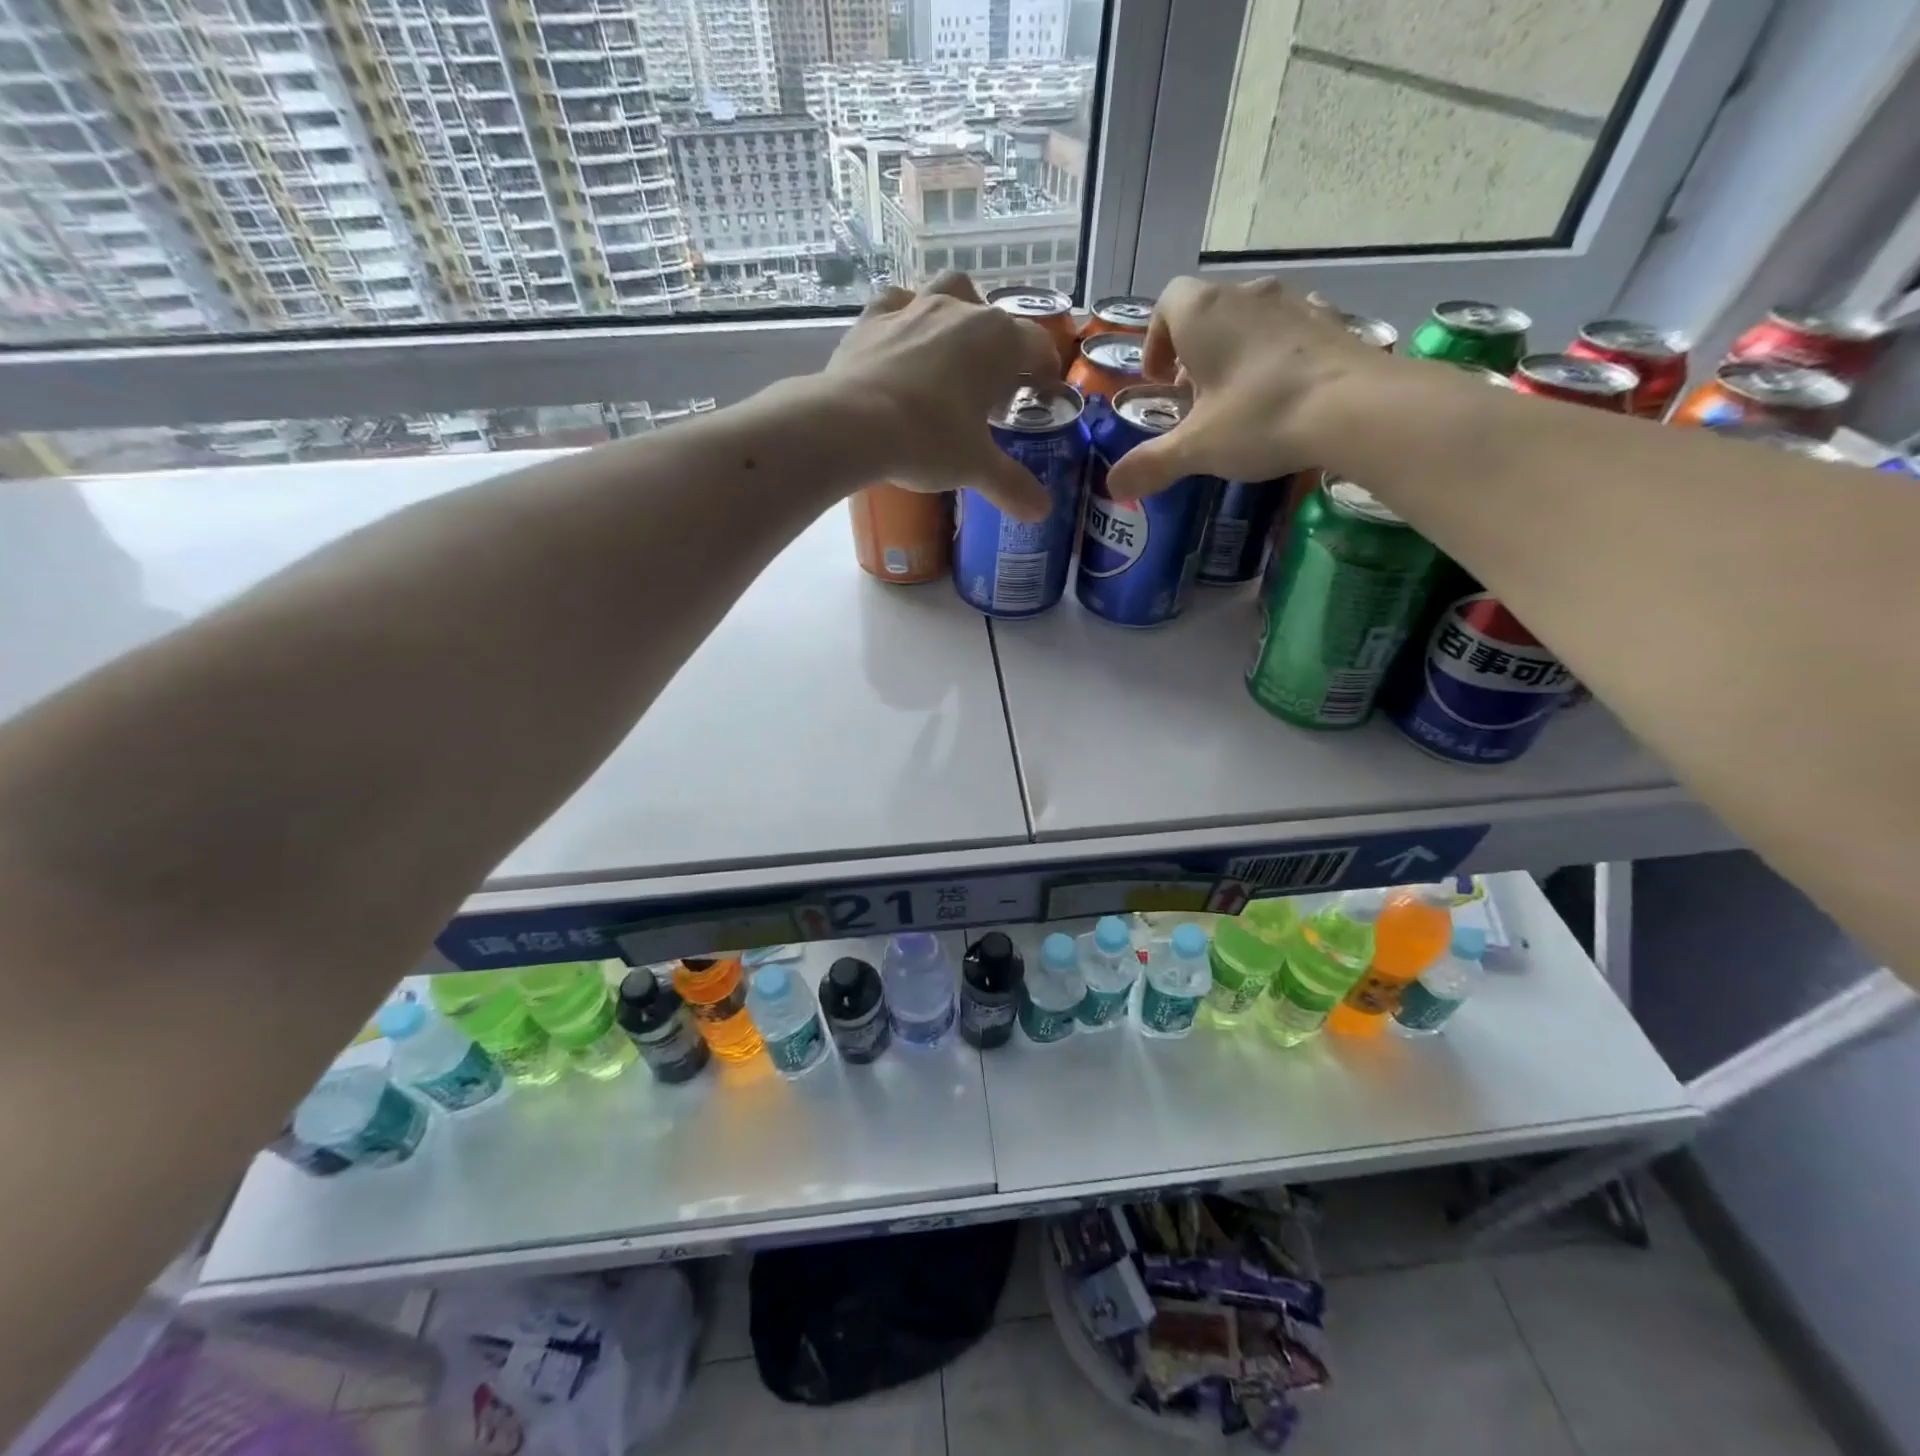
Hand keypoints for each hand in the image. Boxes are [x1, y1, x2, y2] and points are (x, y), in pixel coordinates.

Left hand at [825, 272, 1059, 520]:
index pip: (1037, 346)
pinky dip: (905, 316)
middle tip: (992, 385)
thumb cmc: (928, 440)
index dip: (1045, 370)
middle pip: (994, 318)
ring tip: (952, 349)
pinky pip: (897, 304)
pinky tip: (903, 338)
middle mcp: (960, 311)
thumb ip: (1012, 485)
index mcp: (997, 341)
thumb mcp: (975, 467)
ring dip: (959, 312)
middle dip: (1000, 346)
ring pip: (948, 293)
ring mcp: (914, 308)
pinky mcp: (872, 318)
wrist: (853, 424)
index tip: (1041, 393)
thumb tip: (1043, 511)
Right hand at [1103, 277, 1385, 501]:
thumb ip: (1151, 464)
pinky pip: (1291, 331)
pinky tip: (1282, 392)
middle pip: (1207, 311)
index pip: (1166, 303)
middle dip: (1193, 354)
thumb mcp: (1196, 448)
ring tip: (1237, 400)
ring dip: (1235, 353)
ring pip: (1250, 319)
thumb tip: (1112, 486)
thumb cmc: (1260, 417)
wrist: (1356, 408)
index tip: (1160, 381)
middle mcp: (1248, 294)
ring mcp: (1296, 302)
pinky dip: (1277, 355)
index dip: (1155, 341)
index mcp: (1204, 312)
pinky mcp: (1332, 321)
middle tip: (1194, 401)